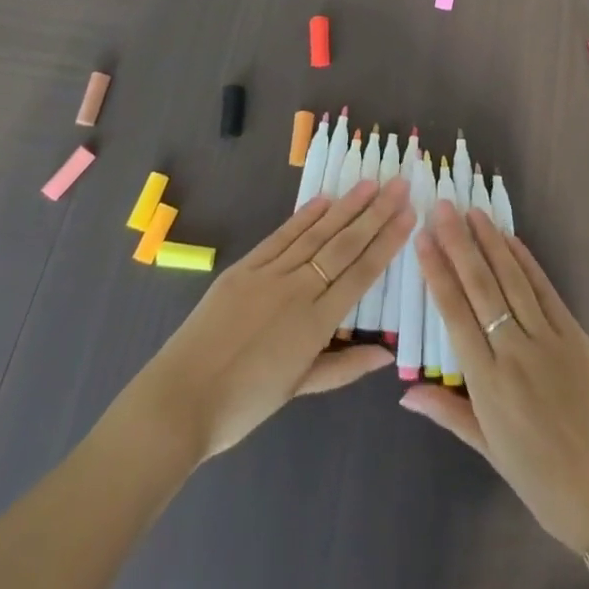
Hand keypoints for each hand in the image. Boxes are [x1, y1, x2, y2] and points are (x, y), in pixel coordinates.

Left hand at [129, 176, 414, 463]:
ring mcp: (270, 274)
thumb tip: (387, 354)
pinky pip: (281, 236)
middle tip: (400, 185)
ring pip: (317, 233)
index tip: (409, 215)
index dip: (388, 242)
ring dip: (346, 206)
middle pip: (345, 245)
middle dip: (376, 214)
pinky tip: (323, 200)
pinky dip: (304, 216)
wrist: (179, 399)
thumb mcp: (297, 390)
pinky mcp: (245, 267)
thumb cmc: (242, 405)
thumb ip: (343, 367)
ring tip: (370, 183)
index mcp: (316, 324)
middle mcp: (298, 290)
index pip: (361, 273)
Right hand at [402, 202, 588, 553]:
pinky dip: (526, 261)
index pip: (454, 315)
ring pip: (512, 280)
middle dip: (459, 244)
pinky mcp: (575, 334)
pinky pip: (545, 290)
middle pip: (481, 287)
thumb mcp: (488, 450)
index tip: (422, 239)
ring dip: (490, 242)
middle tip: (442, 208)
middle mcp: (514, 353)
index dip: (437, 273)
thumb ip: (448, 412)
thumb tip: (405, 390)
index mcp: (488, 384)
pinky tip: (510, 239)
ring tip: (472, 212)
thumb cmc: (541, 477)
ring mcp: (547, 340)